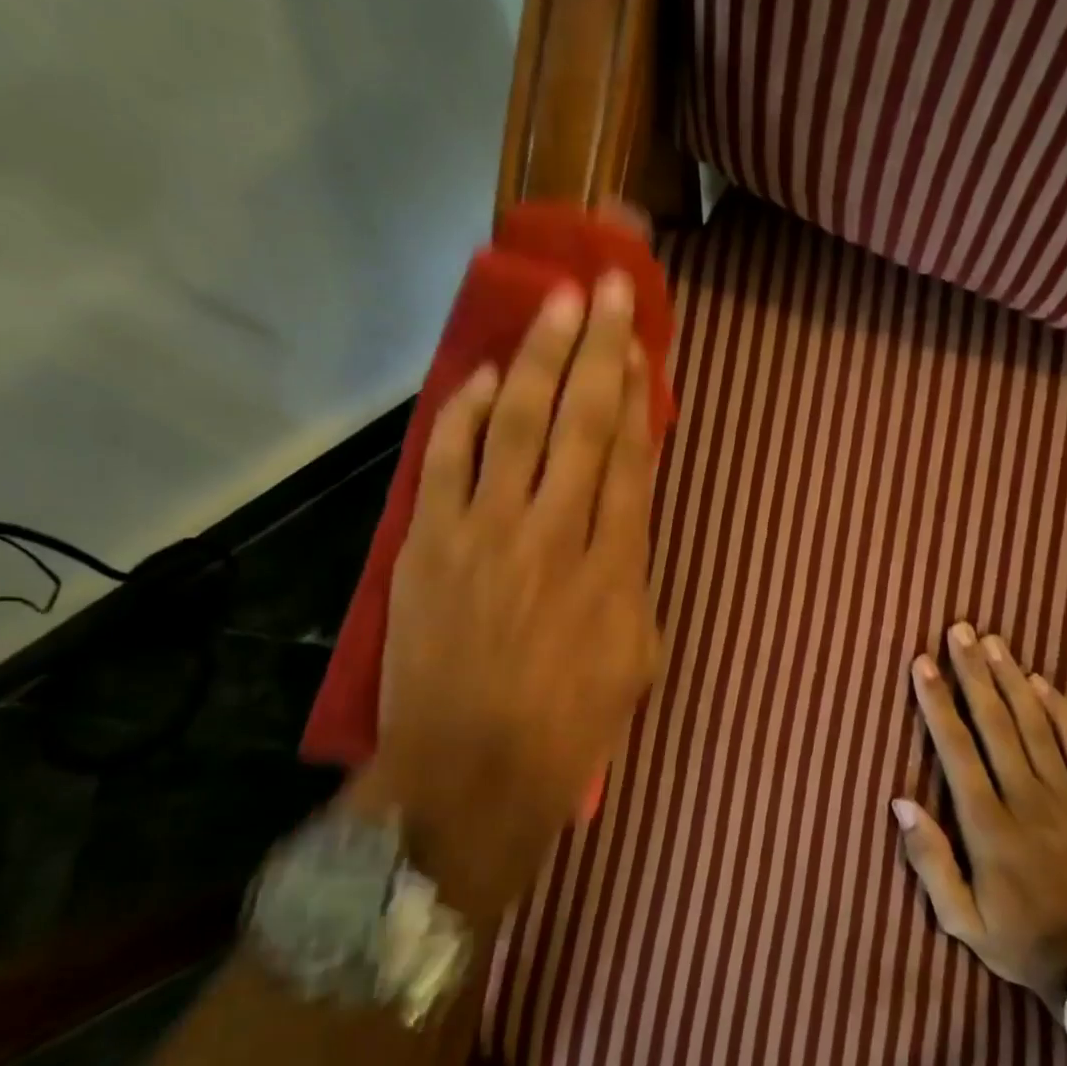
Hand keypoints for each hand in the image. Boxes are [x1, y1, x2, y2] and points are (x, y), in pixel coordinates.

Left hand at [357, 272, 661, 922]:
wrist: (469, 777)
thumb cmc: (568, 731)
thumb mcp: (636, 661)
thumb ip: (635, 581)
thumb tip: (623, 523)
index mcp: (613, 570)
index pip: (628, 458)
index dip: (636, 395)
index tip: (640, 346)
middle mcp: (554, 535)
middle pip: (581, 423)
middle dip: (598, 350)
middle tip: (608, 288)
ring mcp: (484, 534)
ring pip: (516, 424)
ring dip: (537, 358)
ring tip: (556, 304)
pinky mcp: (426, 544)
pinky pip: (445, 459)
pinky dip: (461, 412)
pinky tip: (480, 375)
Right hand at [893, 624, 1066, 1013]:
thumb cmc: (1021, 941)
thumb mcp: (959, 919)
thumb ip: (929, 859)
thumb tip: (899, 801)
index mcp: (988, 826)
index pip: (956, 749)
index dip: (937, 702)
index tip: (922, 664)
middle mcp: (1027, 800)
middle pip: (995, 723)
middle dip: (972, 672)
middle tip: (958, 630)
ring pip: (1036, 724)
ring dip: (1011, 679)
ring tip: (993, 641)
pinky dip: (1061, 710)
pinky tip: (1042, 681)